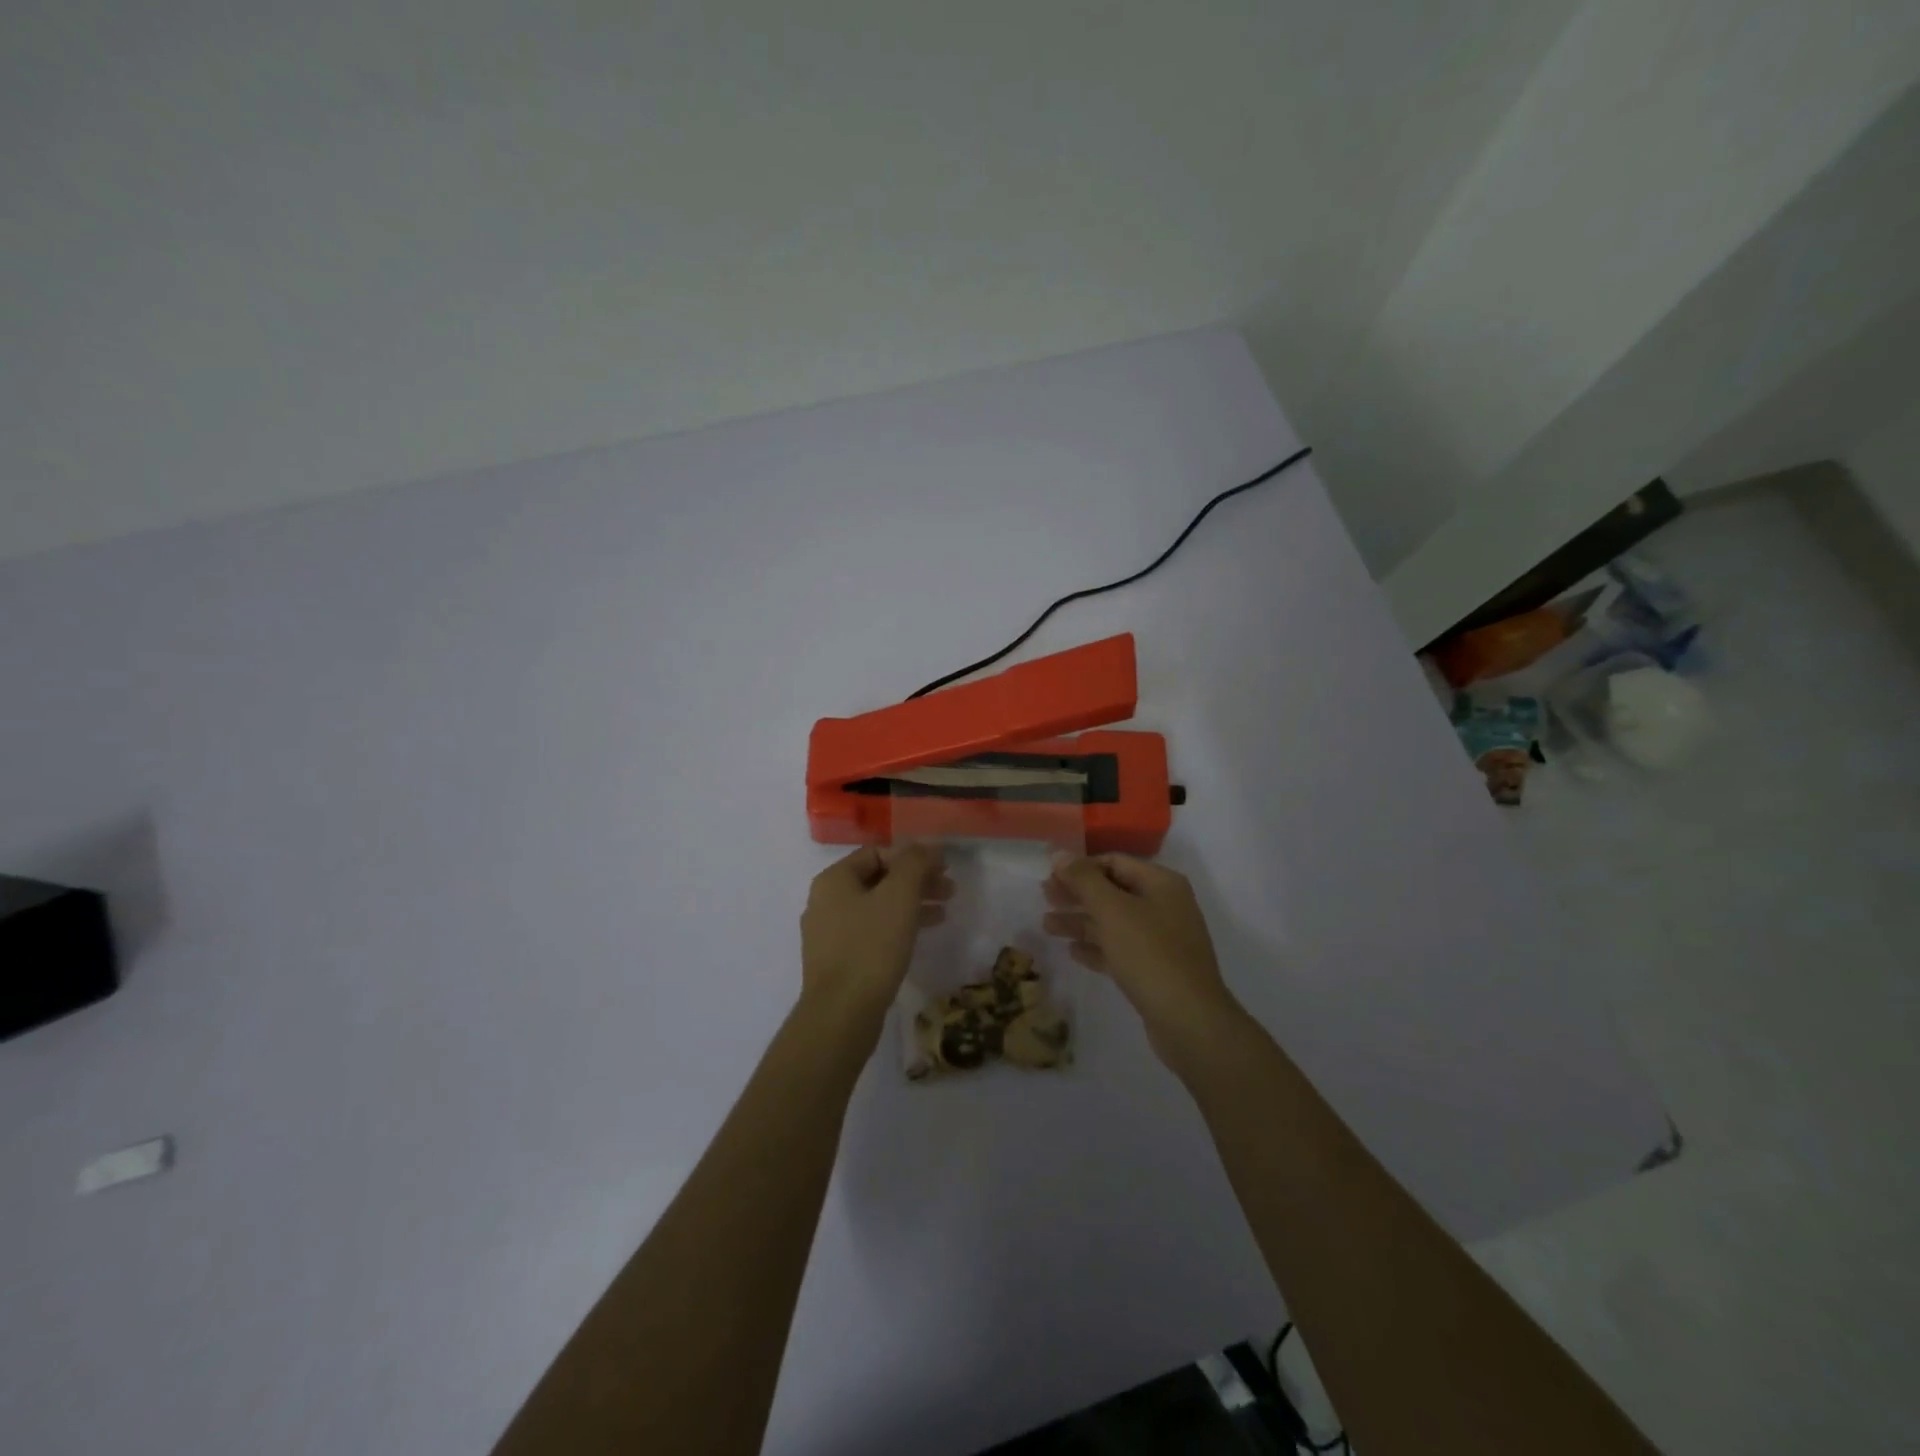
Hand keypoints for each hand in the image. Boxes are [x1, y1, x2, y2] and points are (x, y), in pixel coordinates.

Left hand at [801, 843, 952, 1027]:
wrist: (841, 1014)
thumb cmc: (871, 947)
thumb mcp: (900, 897)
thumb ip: (914, 863)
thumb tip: (927, 844)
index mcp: (834, 880)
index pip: (878, 853)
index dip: (913, 857)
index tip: (943, 869)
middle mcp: (825, 901)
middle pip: (878, 879)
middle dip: (916, 881)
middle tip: (949, 890)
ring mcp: (828, 933)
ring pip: (877, 907)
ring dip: (911, 904)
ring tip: (944, 912)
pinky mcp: (837, 961)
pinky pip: (871, 932)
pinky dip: (897, 927)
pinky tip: (920, 936)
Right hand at [1044, 854, 1244, 1067]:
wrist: (1190, 1021)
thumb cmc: (1150, 955)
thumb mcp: (1112, 911)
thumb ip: (1084, 880)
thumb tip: (1059, 854)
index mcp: (1161, 884)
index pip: (1114, 862)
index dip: (1080, 867)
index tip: (1050, 876)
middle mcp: (1165, 906)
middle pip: (1113, 891)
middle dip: (1077, 894)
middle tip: (1044, 897)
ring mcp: (1162, 940)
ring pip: (1114, 922)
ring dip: (1081, 921)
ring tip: (1047, 926)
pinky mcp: (1156, 970)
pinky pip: (1121, 949)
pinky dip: (1097, 947)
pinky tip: (1072, 951)